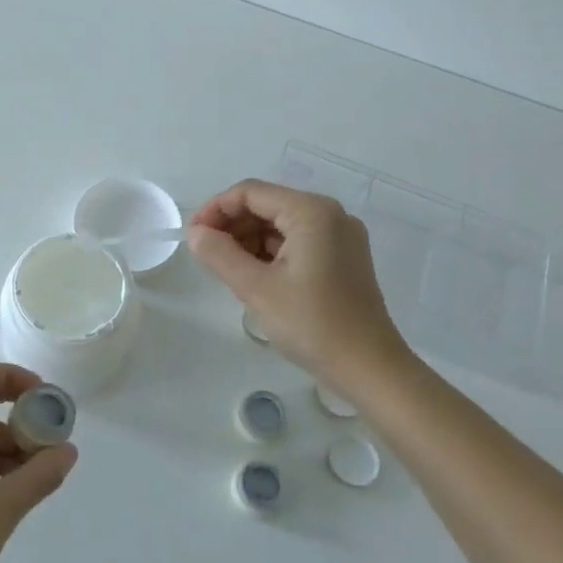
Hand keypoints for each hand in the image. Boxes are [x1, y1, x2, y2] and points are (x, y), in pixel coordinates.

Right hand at [188, 178, 411, 387]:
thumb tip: (195, 233)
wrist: (369, 369)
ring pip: (280, 224)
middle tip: (204, 254)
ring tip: (225, 269)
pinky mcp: (342, 259)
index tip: (192, 237)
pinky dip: (270, 253)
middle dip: (231, 225)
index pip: (250, 193)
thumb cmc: (312, 324)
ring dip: (248, 240)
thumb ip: (220, 254)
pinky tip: (252, 276)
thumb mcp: (257, 289)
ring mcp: (339, 237)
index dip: (215, 209)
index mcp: (311, 212)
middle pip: (266, 205)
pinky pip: (296, 242)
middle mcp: (329, 215)